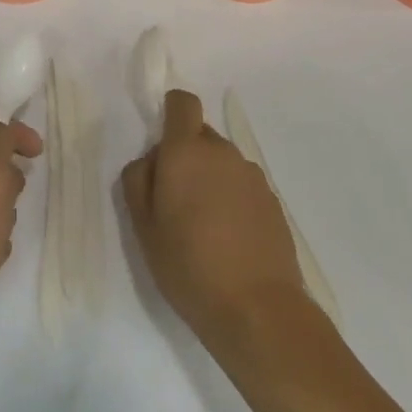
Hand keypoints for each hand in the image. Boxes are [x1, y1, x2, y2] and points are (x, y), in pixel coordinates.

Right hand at [121, 90, 306, 351]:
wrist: (257, 308)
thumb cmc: (188, 265)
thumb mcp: (143, 227)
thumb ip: (138, 181)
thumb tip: (150, 160)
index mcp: (187, 152)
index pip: (183, 103)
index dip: (170, 113)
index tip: (161, 149)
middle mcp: (223, 153)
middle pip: (200, 136)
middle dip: (185, 156)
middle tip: (173, 201)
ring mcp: (252, 176)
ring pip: (222, 162)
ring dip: (209, 179)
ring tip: (201, 227)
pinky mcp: (273, 201)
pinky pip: (242, 186)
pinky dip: (231, 200)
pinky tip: (227, 240)